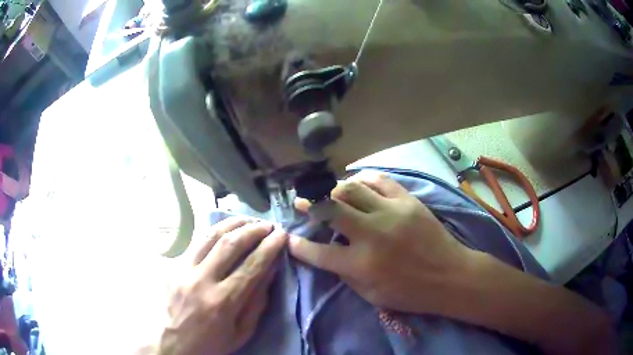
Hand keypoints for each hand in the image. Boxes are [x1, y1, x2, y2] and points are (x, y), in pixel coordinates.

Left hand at [159, 218, 286, 354]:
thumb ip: (257, 301)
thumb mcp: (242, 332)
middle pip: (229, 244)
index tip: (282, 235)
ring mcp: (183, 271)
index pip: (251, 266)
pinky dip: (213, 231)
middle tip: (268, 225)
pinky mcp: (173, 267)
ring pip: (209, 236)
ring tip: (248, 220)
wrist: (174, 344)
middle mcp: (201, 281)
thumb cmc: (212, 344)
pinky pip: (195, 242)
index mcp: (222, 302)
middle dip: (253, 230)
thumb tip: (270, 270)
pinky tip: (224, 228)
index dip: (269, 248)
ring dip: (232, 224)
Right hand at [290, 171, 470, 313]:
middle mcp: (372, 235)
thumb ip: (346, 274)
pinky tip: (356, 183)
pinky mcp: (407, 201)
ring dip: (333, 189)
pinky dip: (363, 179)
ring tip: (328, 193)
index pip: (318, 253)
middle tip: (301, 201)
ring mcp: (391, 213)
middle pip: (330, 209)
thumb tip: (328, 253)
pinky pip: (379, 180)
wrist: (450, 276)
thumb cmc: (410, 292)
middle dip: (309, 203)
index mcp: (361, 265)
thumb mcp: (371, 295)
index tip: (290, 239)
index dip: (298, 246)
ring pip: (351, 188)